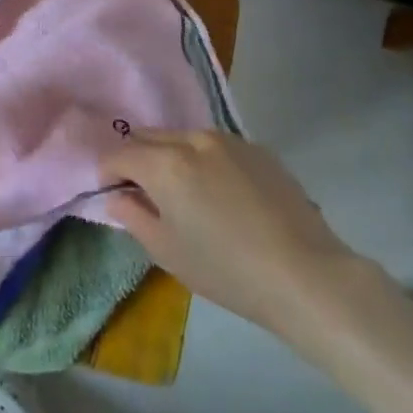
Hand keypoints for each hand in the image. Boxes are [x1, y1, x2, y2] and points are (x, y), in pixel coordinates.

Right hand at [102, 131, 382, 366]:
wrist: (305, 274)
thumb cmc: (226, 269)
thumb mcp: (166, 250)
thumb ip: (132, 215)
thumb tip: (118, 196)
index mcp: (165, 163)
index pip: (119, 154)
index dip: (107, 173)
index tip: (111, 194)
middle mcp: (193, 139)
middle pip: (148, 137)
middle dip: (137, 159)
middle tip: (143, 193)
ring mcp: (229, 141)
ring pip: (182, 137)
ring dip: (170, 156)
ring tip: (183, 192)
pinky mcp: (258, 149)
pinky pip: (215, 146)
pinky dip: (203, 160)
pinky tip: (220, 194)